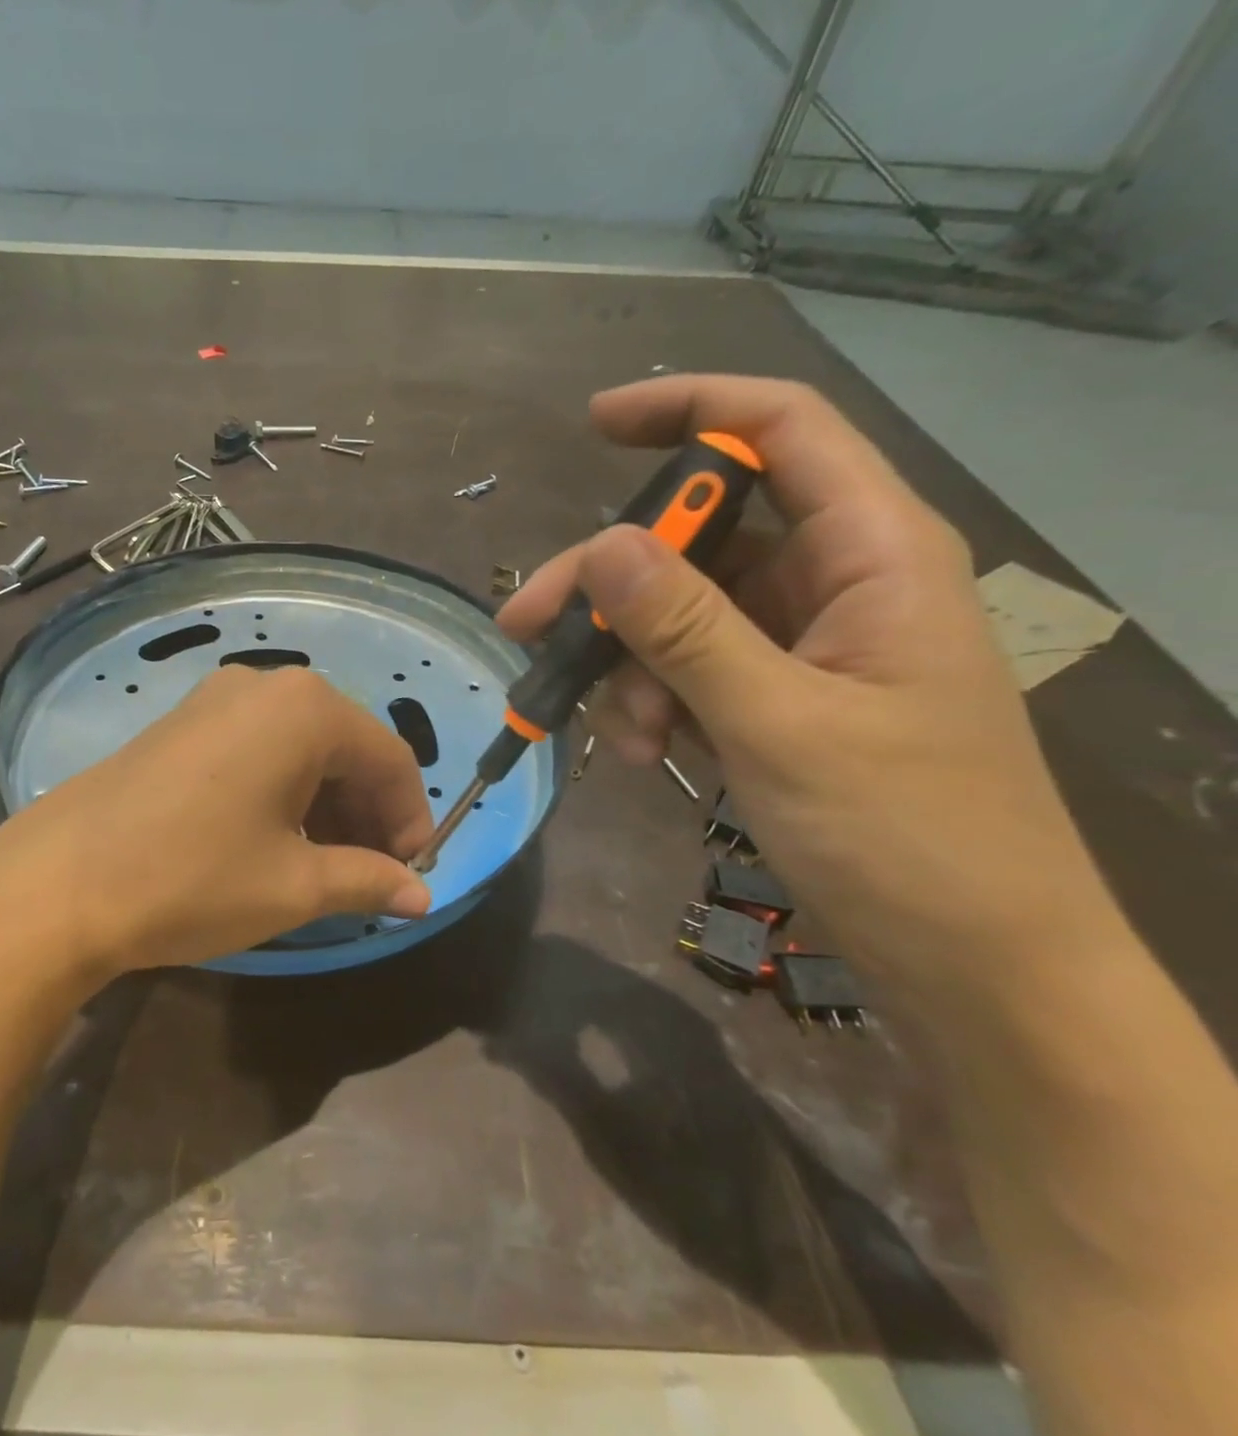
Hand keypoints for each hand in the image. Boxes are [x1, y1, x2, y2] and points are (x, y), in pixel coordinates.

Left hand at [0, 666, 433, 989]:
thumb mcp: (293, 886)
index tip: (410, 873)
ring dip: (326, 804)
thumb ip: (369, 880)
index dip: (410, 819)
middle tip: (369, 875)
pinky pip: (257, 748)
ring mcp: (215, 698)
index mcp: (307, 709)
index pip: (390, 759)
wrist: (57, 884)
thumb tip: (422, 894)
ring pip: (300, 748)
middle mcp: (265, 685)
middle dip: (367, 812)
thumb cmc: (193, 878)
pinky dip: (283, 790)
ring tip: (323, 866)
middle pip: (346, 747)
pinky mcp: (181, 722)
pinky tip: (272, 839)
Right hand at [500, 375, 1123, 1001]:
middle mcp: (837, 582)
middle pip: (702, 537)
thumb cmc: (906, 836)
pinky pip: (690, 672)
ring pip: (682, 614)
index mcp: (874, 553)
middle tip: (527, 623)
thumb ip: (687, 631)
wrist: (972, 962)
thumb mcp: (780, 725)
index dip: (690, 409)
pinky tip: (642, 752)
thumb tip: (597, 548)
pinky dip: (652, 702)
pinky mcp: (777, 700)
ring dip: (630, 664)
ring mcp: (803, 646)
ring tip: (622, 735)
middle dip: (611, 580)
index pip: (782, 430)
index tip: (595, 424)